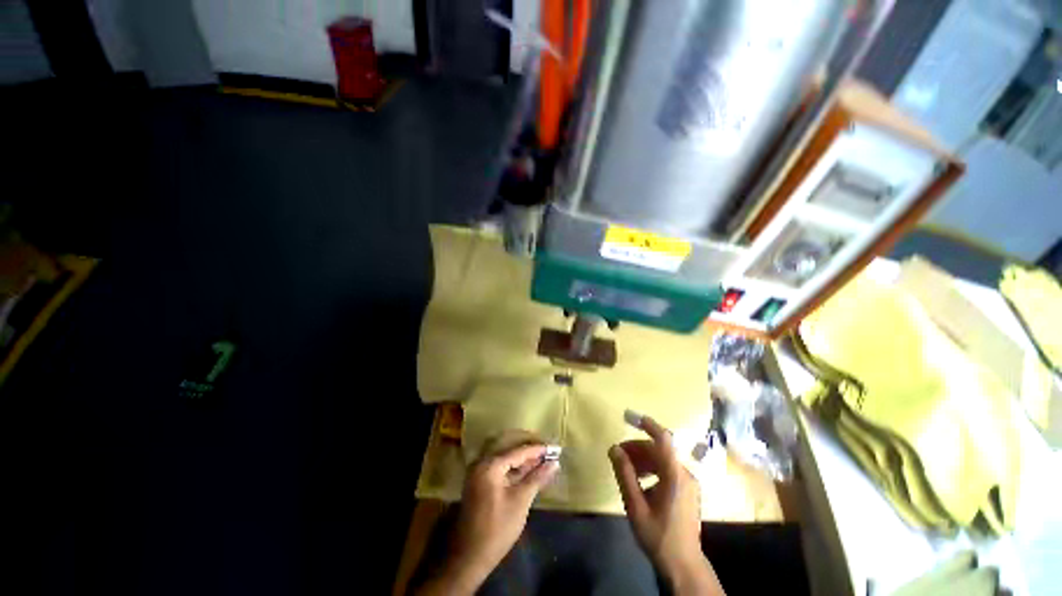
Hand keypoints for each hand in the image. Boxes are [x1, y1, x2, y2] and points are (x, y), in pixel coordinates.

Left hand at [420, 443, 558, 594]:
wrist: (470, 557)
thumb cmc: (497, 529)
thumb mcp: (520, 502)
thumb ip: (537, 478)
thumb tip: (555, 463)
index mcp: (490, 465)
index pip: (518, 452)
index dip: (538, 450)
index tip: (555, 448)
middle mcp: (482, 463)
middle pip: (511, 452)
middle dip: (531, 454)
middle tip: (550, 453)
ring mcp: (479, 473)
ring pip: (506, 461)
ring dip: (524, 462)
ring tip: (544, 462)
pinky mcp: (479, 483)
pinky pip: (501, 470)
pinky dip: (515, 471)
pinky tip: (529, 473)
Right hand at [609, 415, 724, 595]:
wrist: (684, 565)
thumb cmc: (659, 536)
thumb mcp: (636, 506)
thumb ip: (625, 474)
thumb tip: (614, 448)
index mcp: (675, 476)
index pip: (663, 439)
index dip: (646, 424)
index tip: (628, 416)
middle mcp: (685, 474)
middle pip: (659, 449)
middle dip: (636, 447)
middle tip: (617, 454)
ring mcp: (688, 482)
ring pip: (662, 459)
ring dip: (642, 457)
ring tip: (625, 467)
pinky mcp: (687, 490)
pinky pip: (667, 469)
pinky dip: (651, 467)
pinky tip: (639, 479)